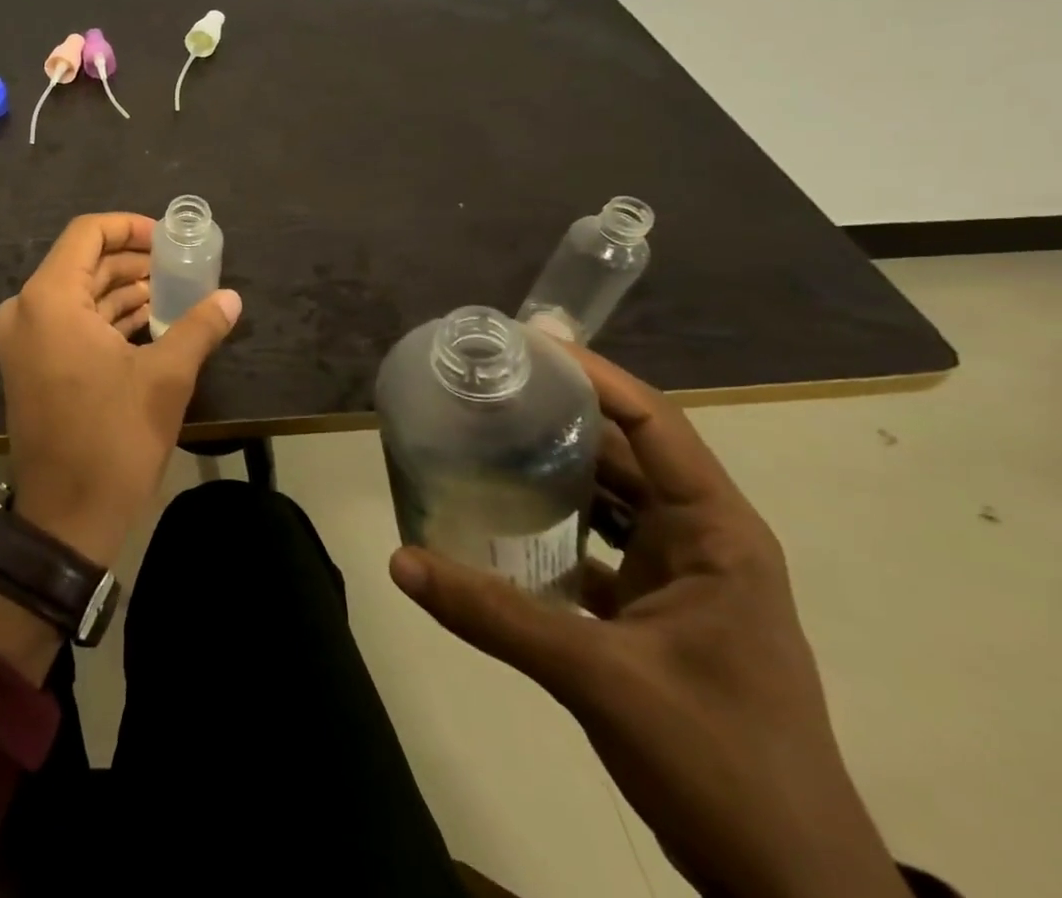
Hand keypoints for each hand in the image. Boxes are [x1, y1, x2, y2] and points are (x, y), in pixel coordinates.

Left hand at [0, 213, 241, 568]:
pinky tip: (150, 322)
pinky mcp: (32, 364)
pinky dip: (107, 317)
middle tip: (180, 266)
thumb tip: (232, 298)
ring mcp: (25, 339)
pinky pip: (70, 322)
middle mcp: (28, 309)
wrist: (65, 519)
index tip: (168, 239)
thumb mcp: (165, 379)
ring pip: (79, 293)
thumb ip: (199, 327)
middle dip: (133, 261)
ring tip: (173, 292)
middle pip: (84, 262)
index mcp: (51, 299)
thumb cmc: (112, 440)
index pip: (87, 233)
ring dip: (123, 291)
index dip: (130, 227)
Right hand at [389, 348, 907, 897]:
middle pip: (621, 452)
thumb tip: (400, 560)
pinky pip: (591, 543)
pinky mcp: (650, 610)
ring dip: (548, 467)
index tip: (526, 341)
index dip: (593, 376)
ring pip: (605, 497)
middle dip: (556, 413)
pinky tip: (492, 514)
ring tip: (478, 432)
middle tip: (482, 383)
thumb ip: (494, 615)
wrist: (785, 887)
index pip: (654, 424)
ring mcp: (676, 576)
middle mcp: (698, 539)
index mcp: (716, 533)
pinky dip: (546, 523)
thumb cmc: (719, 760)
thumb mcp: (600, 678)